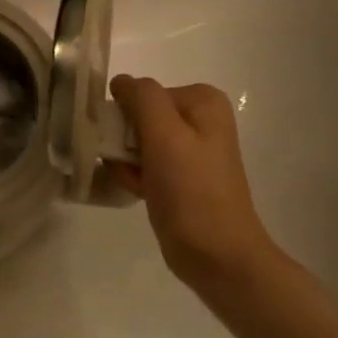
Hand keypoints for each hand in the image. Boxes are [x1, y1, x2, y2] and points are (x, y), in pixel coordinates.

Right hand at [108, 76, 282, 287]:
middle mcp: (200, 119)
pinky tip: (140, 193)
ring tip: (137, 184)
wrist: (216, 255)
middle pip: (140, 116)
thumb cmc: (192, 191)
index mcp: (202, 101)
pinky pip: (145, 163)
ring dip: (127, 161)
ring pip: (137, 141)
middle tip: (131, 167)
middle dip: (125, 141)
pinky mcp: (181, 176)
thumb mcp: (165, 134)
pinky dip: (135, 176)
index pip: (143, 93)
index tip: (127, 146)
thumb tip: (121, 82)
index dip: (128, 118)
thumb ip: (142, 97)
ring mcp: (191, 149)